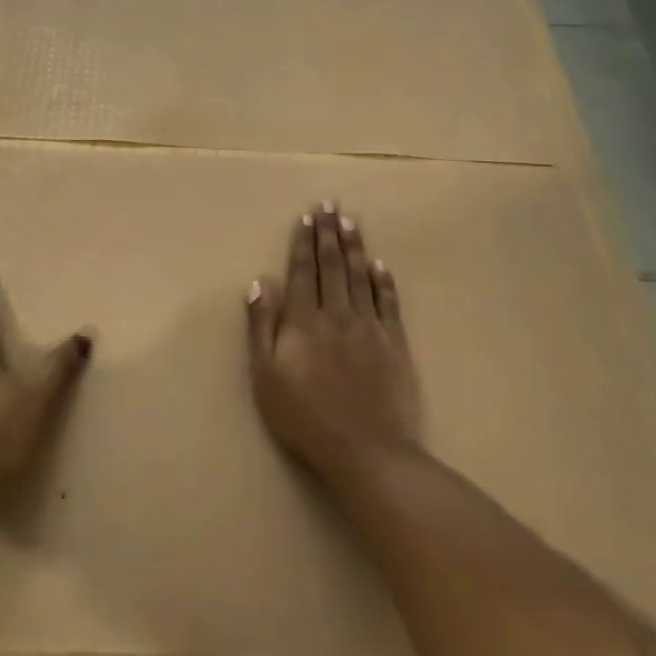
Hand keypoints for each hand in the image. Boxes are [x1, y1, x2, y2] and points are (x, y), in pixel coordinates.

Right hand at [246, 204, 422, 482]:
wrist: (366, 450)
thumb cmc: (305, 418)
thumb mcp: (266, 377)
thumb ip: (261, 327)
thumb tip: (260, 283)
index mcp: (303, 322)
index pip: (302, 273)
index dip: (302, 244)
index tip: (305, 218)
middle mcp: (337, 315)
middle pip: (331, 266)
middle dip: (328, 234)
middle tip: (329, 205)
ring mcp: (369, 327)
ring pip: (360, 277)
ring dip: (355, 247)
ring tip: (350, 222)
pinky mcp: (395, 344)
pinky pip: (390, 303)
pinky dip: (385, 281)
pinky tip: (381, 265)